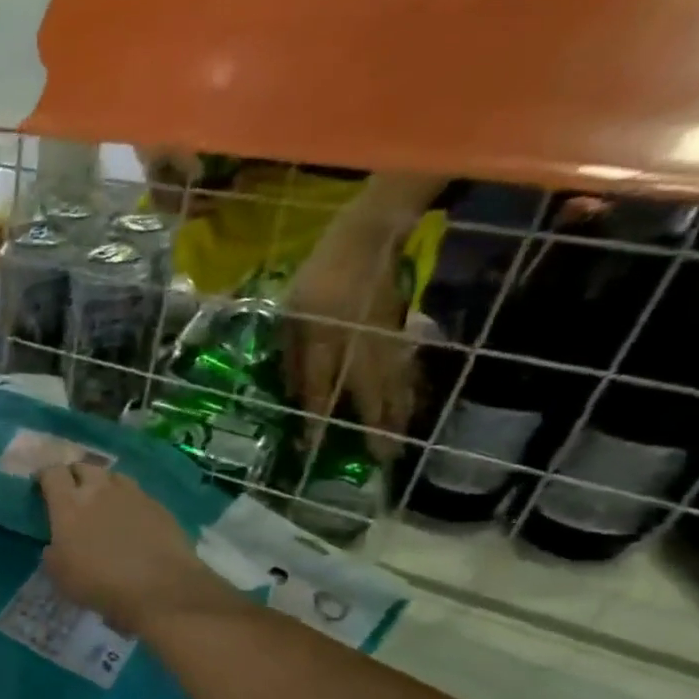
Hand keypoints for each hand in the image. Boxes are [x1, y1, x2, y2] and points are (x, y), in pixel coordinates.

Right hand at [38, 464, 239, 634]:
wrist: (160, 588)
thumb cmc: (100, 583)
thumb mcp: (60, 575)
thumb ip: (53, 552)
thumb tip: (56, 544)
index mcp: (69, 505)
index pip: (52, 473)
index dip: (45, 477)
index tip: (41, 486)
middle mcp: (99, 490)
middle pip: (83, 466)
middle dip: (74, 475)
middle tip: (72, 492)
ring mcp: (132, 494)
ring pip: (112, 476)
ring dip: (103, 484)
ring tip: (102, 501)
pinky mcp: (158, 505)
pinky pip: (136, 494)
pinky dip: (127, 501)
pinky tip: (130, 520)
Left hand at [281, 225, 416, 456]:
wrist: (368, 239)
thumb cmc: (319, 276)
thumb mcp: (290, 313)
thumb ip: (291, 353)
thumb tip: (293, 391)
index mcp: (325, 340)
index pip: (319, 388)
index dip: (315, 418)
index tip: (313, 447)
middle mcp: (358, 347)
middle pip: (369, 394)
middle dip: (375, 428)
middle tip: (383, 459)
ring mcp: (385, 341)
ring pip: (393, 385)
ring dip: (397, 416)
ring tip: (399, 445)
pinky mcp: (400, 333)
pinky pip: (404, 371)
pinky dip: (407, 393)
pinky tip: (408, 409)